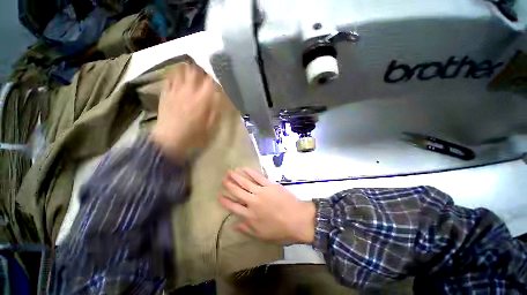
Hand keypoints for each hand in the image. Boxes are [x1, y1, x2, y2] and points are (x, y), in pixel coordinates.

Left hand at [150, 64, 219, 161]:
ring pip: (181, 71)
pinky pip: (169, 79)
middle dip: (201, 70)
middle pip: (195, 72)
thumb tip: (218, 98)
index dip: (215, 77)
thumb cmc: (194, 135)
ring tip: (191, 70)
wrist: (170, 141)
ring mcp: (175, 91)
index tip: (217, 78)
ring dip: (188, 69)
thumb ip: (215, 110)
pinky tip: (177, 76)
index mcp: (202, 99)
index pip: (211, 81)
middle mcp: (189, 91)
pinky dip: (174, 75)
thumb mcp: (211, 126)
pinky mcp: (165, 94)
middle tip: (204, 72)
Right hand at [219, 168, 315, 244]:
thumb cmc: (281, 230)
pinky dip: (250, 172)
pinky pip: (258, 177)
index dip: (225, 201)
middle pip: (237, 192)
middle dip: (229, 185)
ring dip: (237, 176)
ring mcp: (261, 192)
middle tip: (223, 179)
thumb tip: (234, 225)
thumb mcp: (262, 235)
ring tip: (230, 172)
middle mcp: (253, 202)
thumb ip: (247, 229)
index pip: (233, 207)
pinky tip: (245, 168)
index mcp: (250, 216)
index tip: (219, 195)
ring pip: (245, 183)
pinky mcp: (269, 185)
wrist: (298, 220)